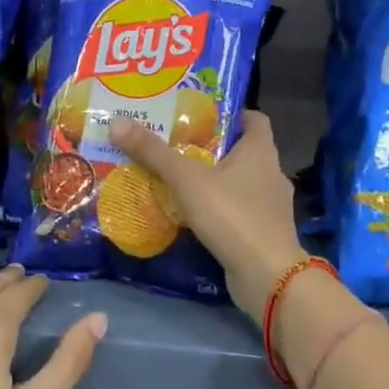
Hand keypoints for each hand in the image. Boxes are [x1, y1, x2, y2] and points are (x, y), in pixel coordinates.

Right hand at [109, 110, 303, 318]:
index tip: (200, 115)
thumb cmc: (232, 215)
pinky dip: (220, 209)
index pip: (253, 119)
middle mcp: (272, 173)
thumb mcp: (186, 180)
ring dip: (215, 181)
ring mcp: (271, 206)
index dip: (230, 113)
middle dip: (212, 148)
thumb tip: (117, 122)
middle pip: (243, 150)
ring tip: (179, 181)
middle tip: (176, 146)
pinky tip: (194, 216)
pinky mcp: (264, 233)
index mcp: (261, 150)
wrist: (267, 275)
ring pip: (240, 183)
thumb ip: (153, 152)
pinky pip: (239, 211)